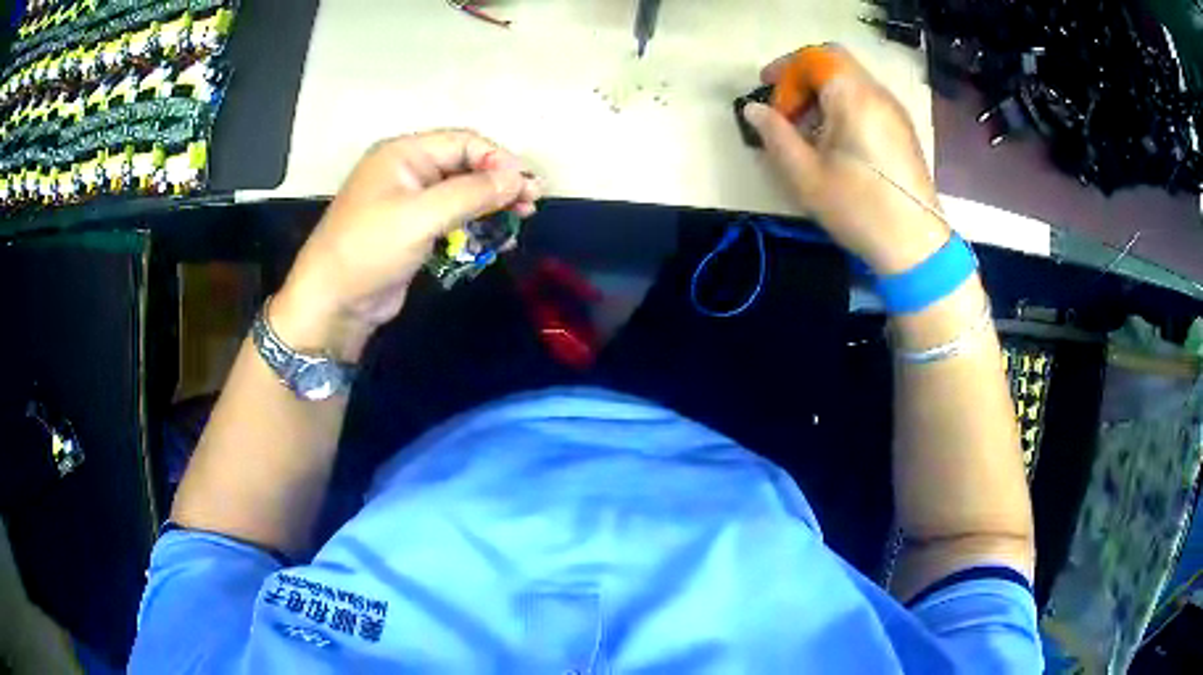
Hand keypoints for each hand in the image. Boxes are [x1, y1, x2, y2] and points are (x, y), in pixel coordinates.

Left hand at [271, 129, 540, 360]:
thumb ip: (471, 194)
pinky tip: (498, 239)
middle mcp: (408, 171)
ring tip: (522, 220)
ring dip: (492, 205)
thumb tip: (517, 179)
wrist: (332, 303)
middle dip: (499, 183)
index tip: (527, 185)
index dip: (498, 159)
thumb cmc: (369, 250)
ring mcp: (410, 202)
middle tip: (532, 203)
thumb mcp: (420, 216)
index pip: (463, 142)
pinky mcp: (413, 231)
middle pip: (465, 166)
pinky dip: (476, 226)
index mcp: (403, 154)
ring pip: (462, 193)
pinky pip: (453, 219)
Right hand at [743, 46, 949, 274]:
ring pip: (852, 80)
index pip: (814, 57)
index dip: (784, 68)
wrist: (915, 246)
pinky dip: (844, 105)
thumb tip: (753, 110)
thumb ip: (775, 135)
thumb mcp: (805, 175)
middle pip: (835, 62)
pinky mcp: (902, 130)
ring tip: (807, 129)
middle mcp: (877, 93)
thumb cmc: (859, 209)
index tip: (767, 93)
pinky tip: (835, 141)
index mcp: (853, 97)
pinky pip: (867, 99)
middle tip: (786, 107)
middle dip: (803, 76)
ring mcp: (894, 111)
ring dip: (823, 92)